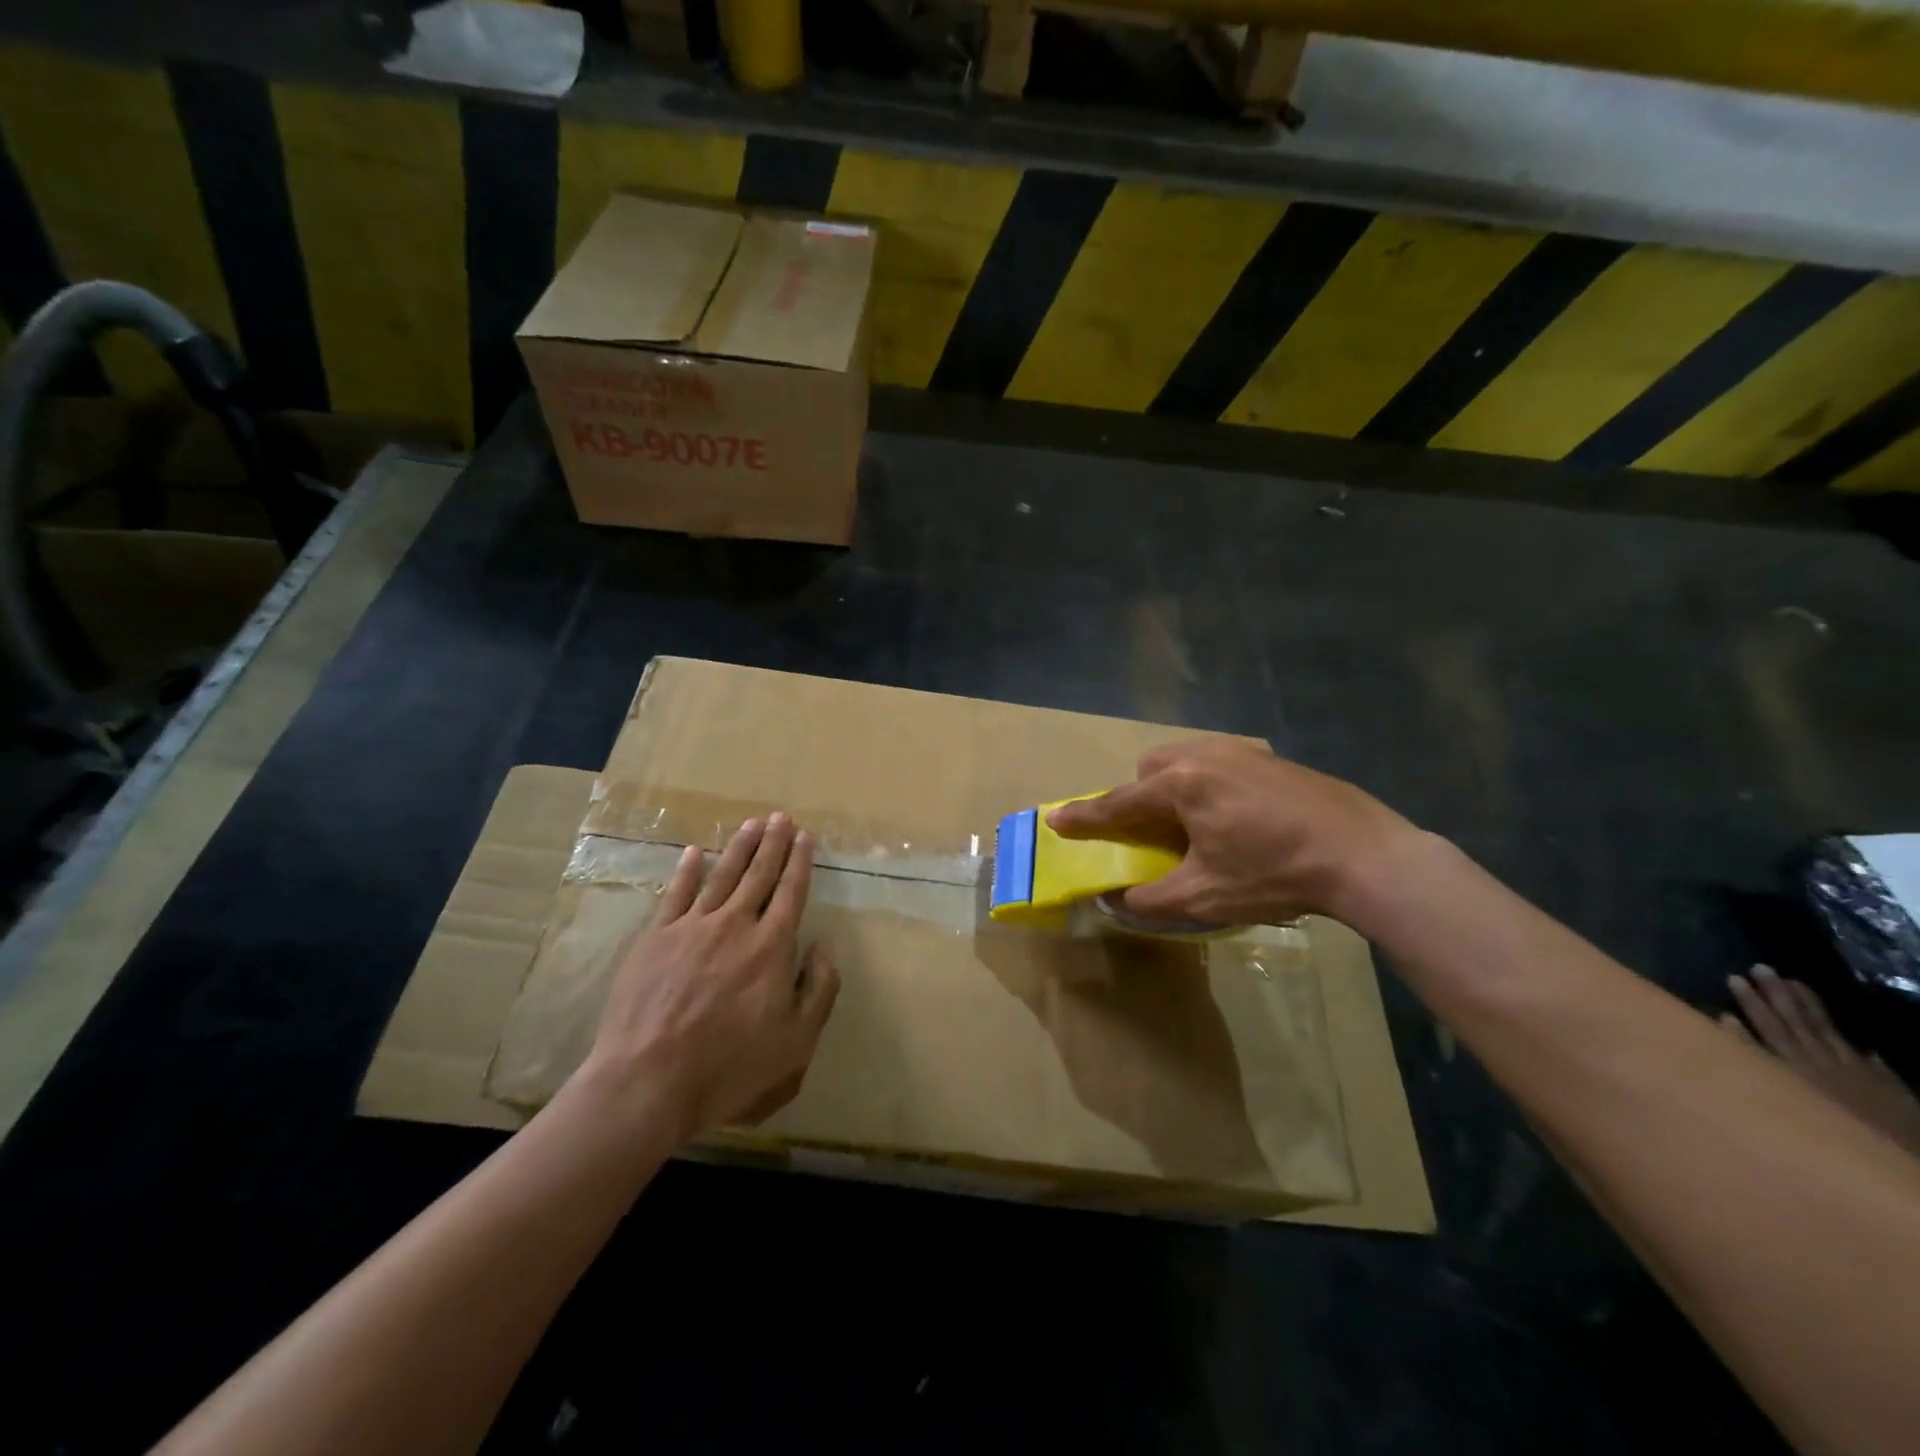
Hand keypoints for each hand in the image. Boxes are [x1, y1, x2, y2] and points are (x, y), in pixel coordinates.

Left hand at [581, 813, 838, 1140]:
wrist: (648, 1080)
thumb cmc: (730, 1066)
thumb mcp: (797, 1042)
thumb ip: (820, 989)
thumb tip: (824, 946)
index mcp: (771, 946)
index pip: (791, 892)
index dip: (800, 862)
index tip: (806, 837)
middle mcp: (735, 925)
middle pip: (758, 874)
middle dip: (773, 843)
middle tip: (781, 817)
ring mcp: (691, 927)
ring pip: (721, 876)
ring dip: (739, 847)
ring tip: (751, 824)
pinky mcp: (655, 938)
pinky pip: (675, 894)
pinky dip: (687, 870)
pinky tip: (694, 852)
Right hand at [1047, 739, 1418, 926]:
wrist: (1365, 855)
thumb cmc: (1275, 875)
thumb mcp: (1204, 897)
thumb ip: (1150, 900)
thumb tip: (1116, 900)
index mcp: (1182, 785)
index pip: (1118, 802)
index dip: (1085, 816)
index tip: (1056, 819)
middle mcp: (1206, 755)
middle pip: (1152, 769)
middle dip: (1140, 796)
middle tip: (1153, 832)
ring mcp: (1244, 751)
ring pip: (1188, 761)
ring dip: (1176, 788)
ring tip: (1196, 826)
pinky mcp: (1273, 759)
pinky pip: (1221, 764)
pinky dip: (1211, 786)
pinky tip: (1240, 819)